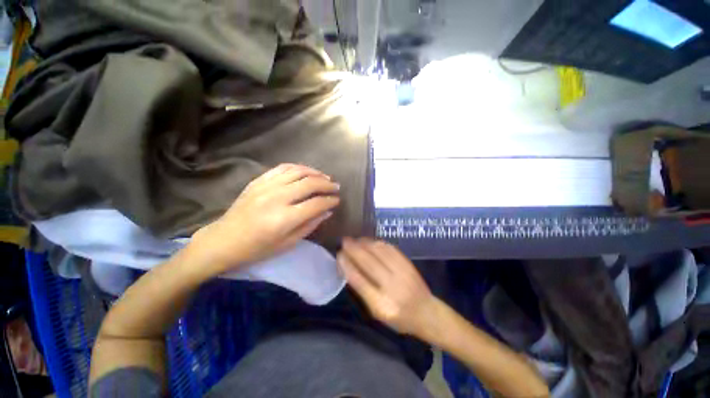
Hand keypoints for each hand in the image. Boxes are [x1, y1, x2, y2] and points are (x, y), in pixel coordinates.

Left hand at [190, 164, 339, 273]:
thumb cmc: (257, 248)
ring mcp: (266, 186)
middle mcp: (277, 198)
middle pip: (310, 183)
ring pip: (298, 171)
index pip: (316, 203)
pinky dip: (298, 167)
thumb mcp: (288, 243)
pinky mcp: (259, 181)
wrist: (224, 240)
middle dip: (327, 184)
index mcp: (285, 218)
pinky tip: (306, 172)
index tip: (337, 200)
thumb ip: (310, 225)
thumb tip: (327, 211)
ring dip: (315, 173)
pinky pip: (283, 168)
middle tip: (336, 187)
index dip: (330, 201)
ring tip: (325, 177)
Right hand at [337, 238, 435, 336]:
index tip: (339, 255)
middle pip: (369, 263)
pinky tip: (370, 241)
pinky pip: (390, 249)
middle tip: (344, 241)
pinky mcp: (408, 264)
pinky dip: (377, 243)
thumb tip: (350, 268)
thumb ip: (363, 291)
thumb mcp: (377, 313)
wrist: (427, 312)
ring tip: (355, 239)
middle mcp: (392, 287)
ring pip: (379, 252)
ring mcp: (402, 273)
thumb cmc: (398, 317)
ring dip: (364, 243)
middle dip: (354, 249)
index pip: (359, 281)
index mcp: (381, 305)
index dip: (347, 265)